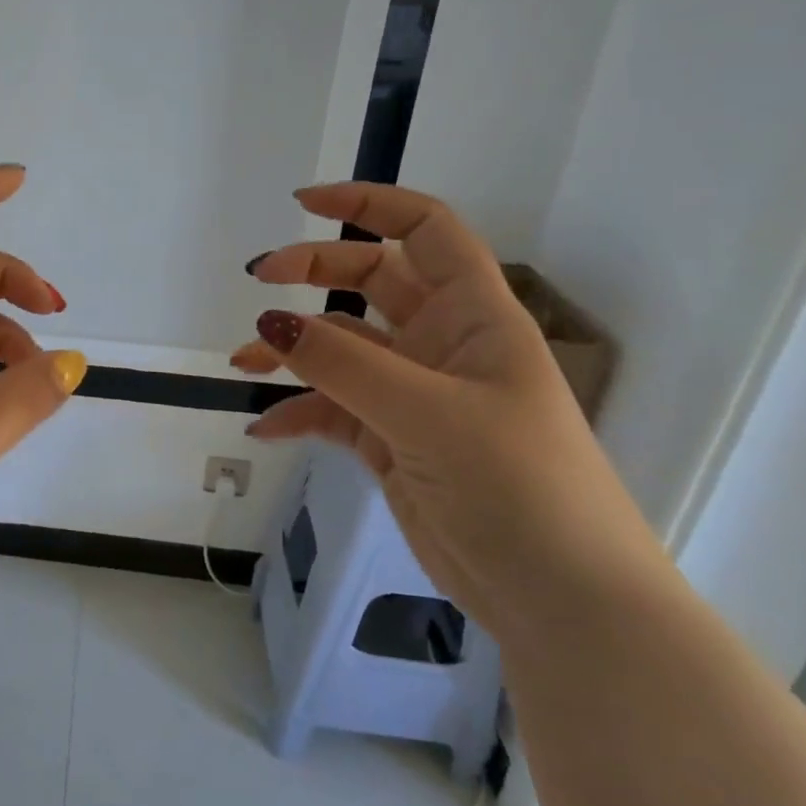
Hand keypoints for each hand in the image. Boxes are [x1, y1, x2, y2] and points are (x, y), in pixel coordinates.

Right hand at [233, 182, 659, 641]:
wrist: (562, 602)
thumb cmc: (519, 487)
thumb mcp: (427, 414)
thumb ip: (343, 364)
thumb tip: (268, 318)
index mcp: (474, 318)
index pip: (425, 231)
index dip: (369, 205)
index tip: (303, 203)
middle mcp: (442, 345)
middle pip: (371, 280)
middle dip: (313, 271)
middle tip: (259, 280)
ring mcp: (414, 396)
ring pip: (341, 348)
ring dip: (292, 348)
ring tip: (244, 360)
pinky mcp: (393, 442)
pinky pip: (333, 410)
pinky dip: (297, 413)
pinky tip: (264, 427)